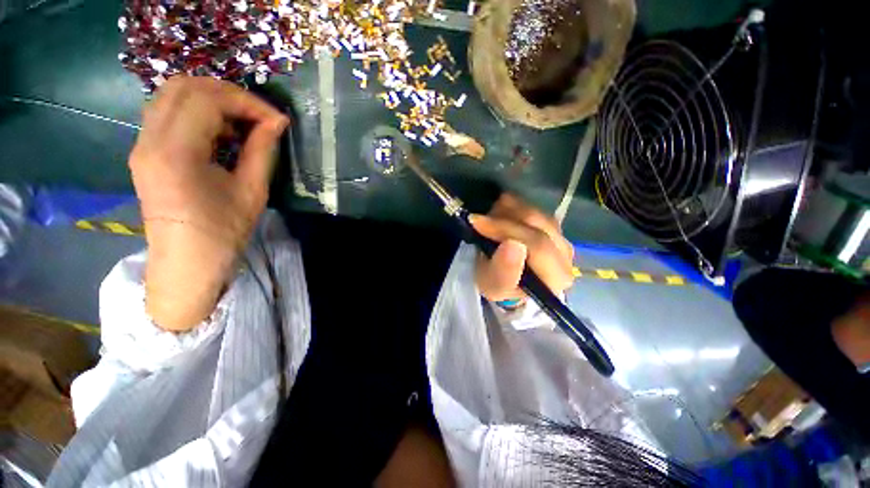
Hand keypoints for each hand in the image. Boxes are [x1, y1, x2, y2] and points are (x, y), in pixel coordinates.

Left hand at [129, 76, 288, 330]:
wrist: (187, 262)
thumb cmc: (223, 232)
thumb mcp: (252, 191)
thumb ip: (262, 150)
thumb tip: (277, 122)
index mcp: (176, 152)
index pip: (207, 99)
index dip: (246, 102)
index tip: (275, 119)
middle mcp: (149, 140)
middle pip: (183, 86)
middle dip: (227, 93)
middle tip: (258, 115)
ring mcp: (142, 144)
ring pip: (171, 95)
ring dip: (211, 100)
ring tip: (241, 123)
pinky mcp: (145, 151)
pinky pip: (167, 113)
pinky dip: (197, 112)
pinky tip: (220, 133)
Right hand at [470, 194, 574, 302]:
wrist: (504, 278)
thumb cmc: (498, 285)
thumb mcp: (494, 285)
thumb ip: (505, 270)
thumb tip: (513, 244)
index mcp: (556, 277)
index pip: (537, 245)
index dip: (506, 230)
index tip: (477, 223)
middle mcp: (565, 255)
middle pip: (537, 225)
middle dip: (503, 219)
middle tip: (477, 219)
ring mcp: (561, 236)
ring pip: (534, 213)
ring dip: (505, 211)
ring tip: (486, 219)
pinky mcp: (552, 225)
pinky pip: (532, 207)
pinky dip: (511, 206)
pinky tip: (497, 213)